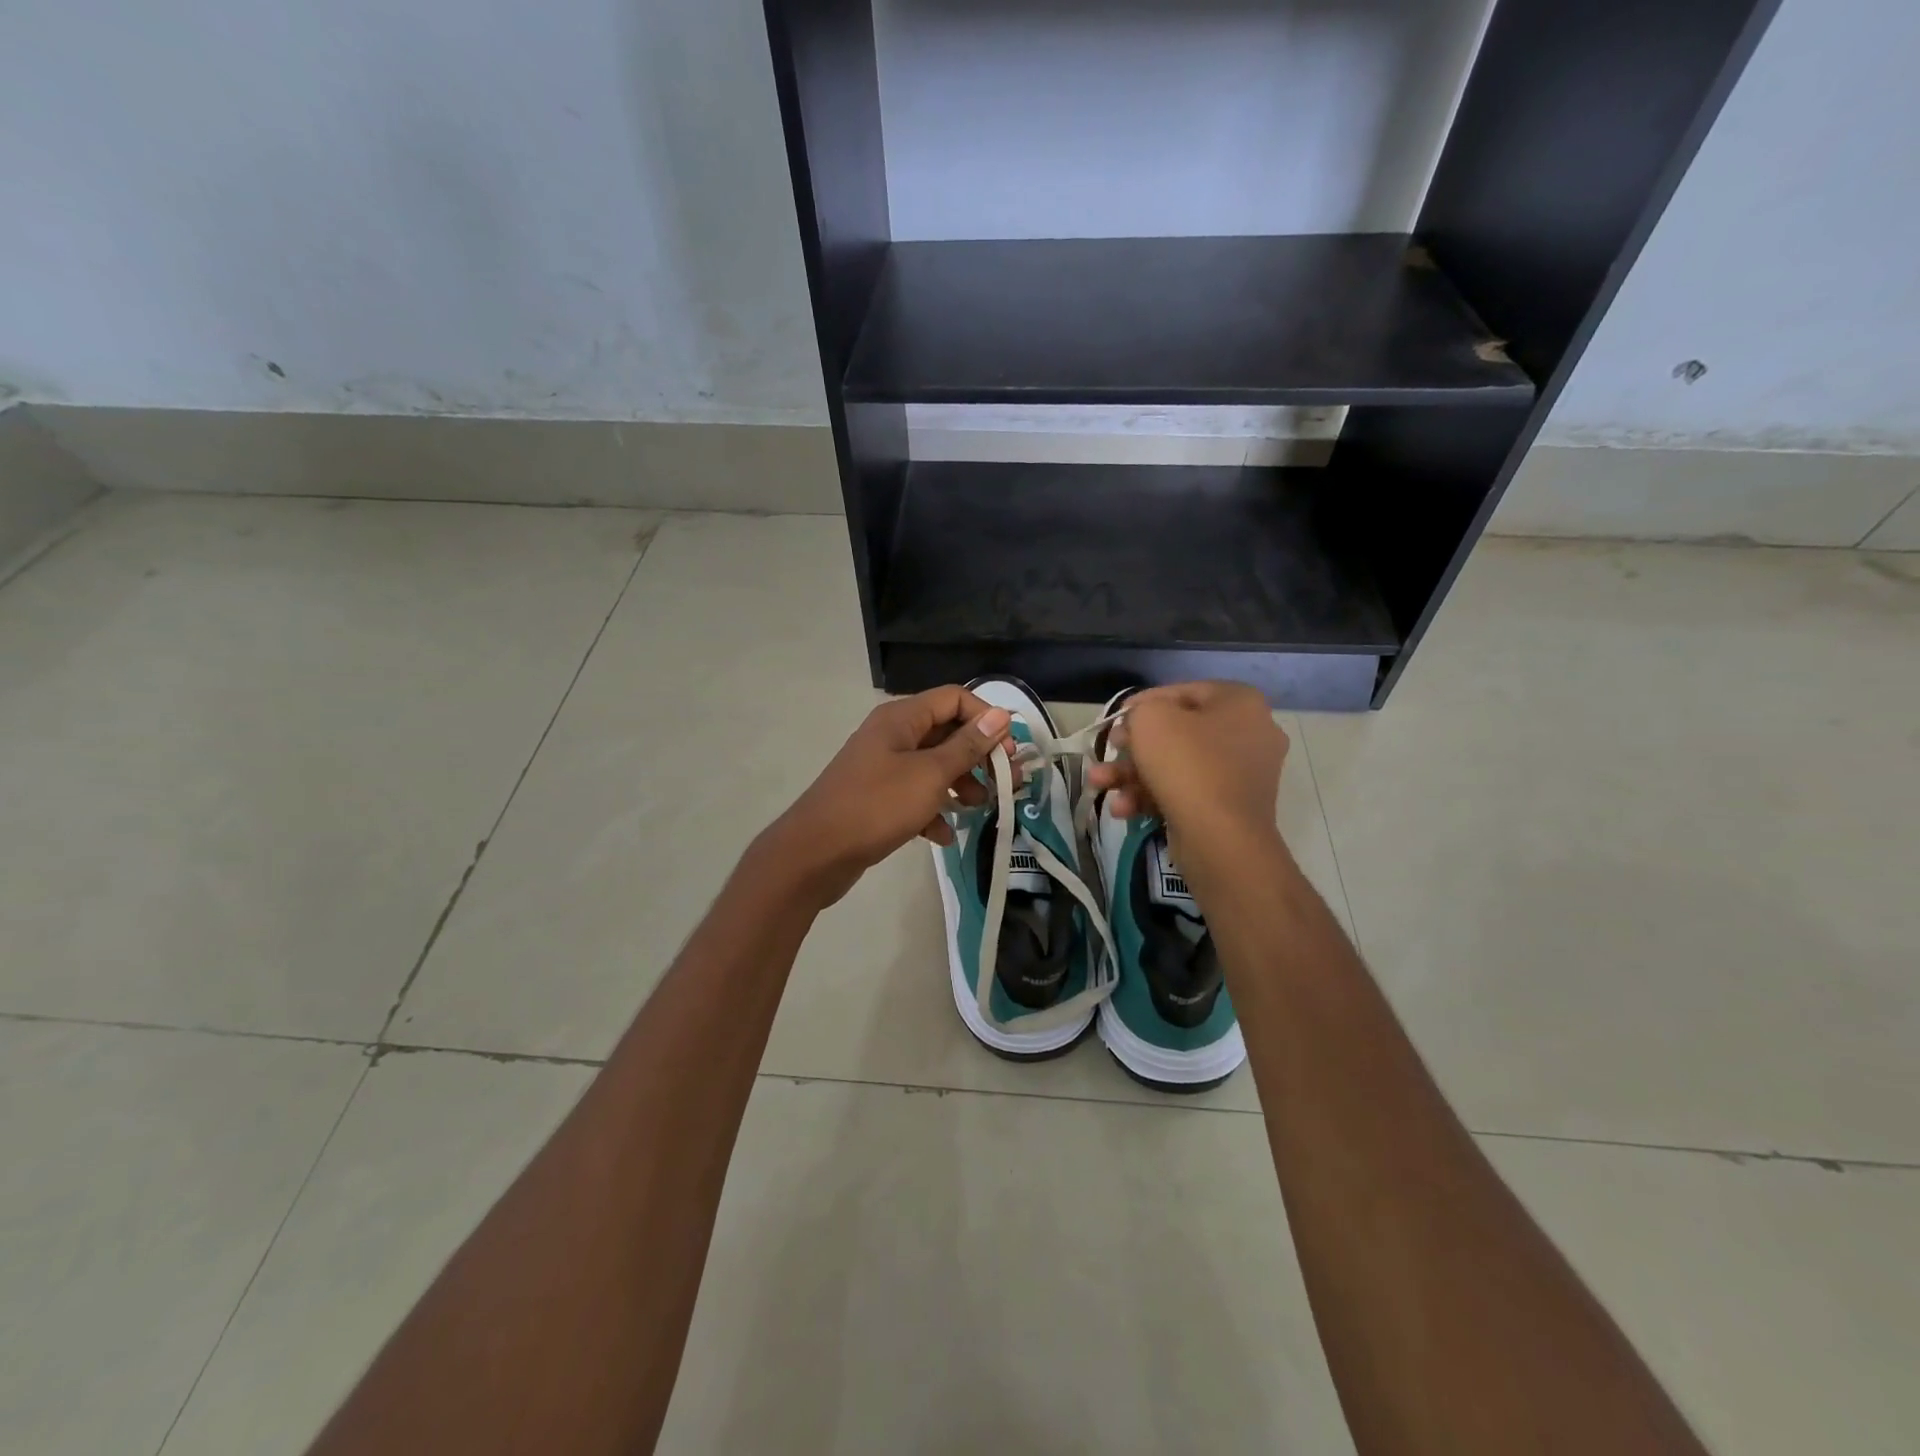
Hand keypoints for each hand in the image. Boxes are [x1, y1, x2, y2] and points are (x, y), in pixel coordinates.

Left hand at [759, 686, 1015, 908]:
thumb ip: (967, 746)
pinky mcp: (877, 798)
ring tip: (979, 809)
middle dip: (978, 756)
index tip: (1008, 751)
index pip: (954, 698)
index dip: (986, 718)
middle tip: (1005, 784)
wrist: (814, 854)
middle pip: (946, 732)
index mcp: (901, 718)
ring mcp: (882, 767)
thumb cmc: (876, 806)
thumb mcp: (930, 775)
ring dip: (959, 784)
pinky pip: (914, 795)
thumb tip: (1000, 715)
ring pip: (933, 766)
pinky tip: (943, 836)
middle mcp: (891, 735)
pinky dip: (932, 811)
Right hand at [1085, 681, 1289, 873]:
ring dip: (1133, 775)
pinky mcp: (1230, 809)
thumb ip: (1141, 710)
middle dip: (1132, 747)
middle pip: (1177, 733)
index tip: (1115, 720)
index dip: (1142, 703)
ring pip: (1176, 766)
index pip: (1182, 692)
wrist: (1219, 838)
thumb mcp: (1151, 719)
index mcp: (1240, 702)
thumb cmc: (1187, 764)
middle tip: (1108, 751)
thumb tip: (1141, 722)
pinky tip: (1123, 810)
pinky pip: (1186, 792)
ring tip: (1099, 785)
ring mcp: (1242, 775)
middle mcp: (1250, 734)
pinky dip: (1153, 797)